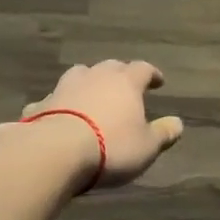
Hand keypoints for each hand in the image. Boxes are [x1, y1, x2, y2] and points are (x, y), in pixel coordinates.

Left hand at [0, 60, 183, 189]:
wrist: (55, 152)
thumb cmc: (111, 147)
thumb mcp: (147, 147)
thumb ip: (163, 133)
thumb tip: (178, 123)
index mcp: (125, 82)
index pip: (143, 69)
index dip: (152, 74)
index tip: (158, 82)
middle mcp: (95, 76)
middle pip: (110, 67)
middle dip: (119, 75)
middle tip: (124, 86)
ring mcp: (65, 87)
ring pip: (79, 75)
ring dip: (87, 82)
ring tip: (91, 94)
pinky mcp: (41, 105)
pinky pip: (53, 100)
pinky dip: (58, 105)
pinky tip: (57, 115)